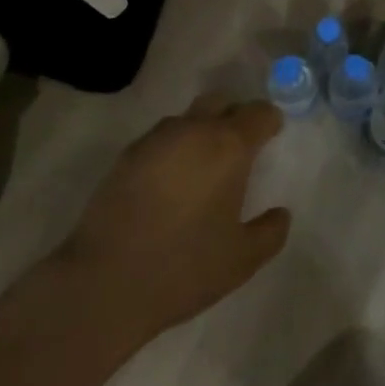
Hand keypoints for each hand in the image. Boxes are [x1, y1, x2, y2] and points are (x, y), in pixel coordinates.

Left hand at [55, 97, 291, 344]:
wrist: (104, 283)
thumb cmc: (184, 266)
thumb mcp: (242, 259)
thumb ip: (270, 232)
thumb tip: (280, 214)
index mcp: (228, 146)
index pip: (259, 112)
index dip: (270, 122)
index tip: (271, 138)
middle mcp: (193, 130)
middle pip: (221, 102)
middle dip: (234, 117)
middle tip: (238, 150)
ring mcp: (154, 140)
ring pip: (187, 119)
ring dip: (200, 132)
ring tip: (201, 169)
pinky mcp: (125, 157)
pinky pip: (159, 140)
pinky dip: (172, 151)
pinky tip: (168, 185)